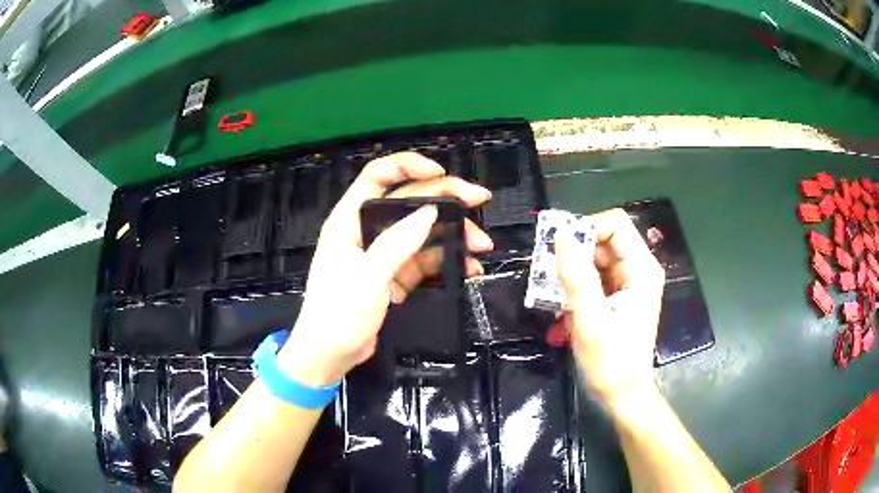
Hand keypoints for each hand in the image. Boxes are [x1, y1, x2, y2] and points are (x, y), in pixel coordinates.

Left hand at [278, 152, 492, 385]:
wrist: (330, 356)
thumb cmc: (338, 314)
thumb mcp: (367, 277)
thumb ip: (398, 243)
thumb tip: (431, 212)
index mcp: (350, 220)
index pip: (377, 177)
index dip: (408, 166)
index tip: (440, 173)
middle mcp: (367, 231)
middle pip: (409, 203)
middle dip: (446, 200)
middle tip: (480, 200)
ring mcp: (383, 254)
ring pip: (423, 233)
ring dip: (454, 236)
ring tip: (482, 246)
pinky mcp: (394, 276)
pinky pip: (425, 261)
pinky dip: (447, 262)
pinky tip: (469, 268)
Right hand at [555, 209, 664, 404]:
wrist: (622, 395)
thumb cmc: (610, 362)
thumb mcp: (590, 321)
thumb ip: (576, 277)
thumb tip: (560, 235)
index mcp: (641, 270)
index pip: (614, 224)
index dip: (585, 229)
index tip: (558, 251)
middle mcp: (638, 269)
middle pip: (604, 239)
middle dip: (574, 252)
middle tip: (547, 273)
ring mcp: (629, 282)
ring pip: (596, 257)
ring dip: (571, 270)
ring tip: (552, 292)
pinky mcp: (619, 296)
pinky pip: (594, 276)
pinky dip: (576, 284)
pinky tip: (563, 304)